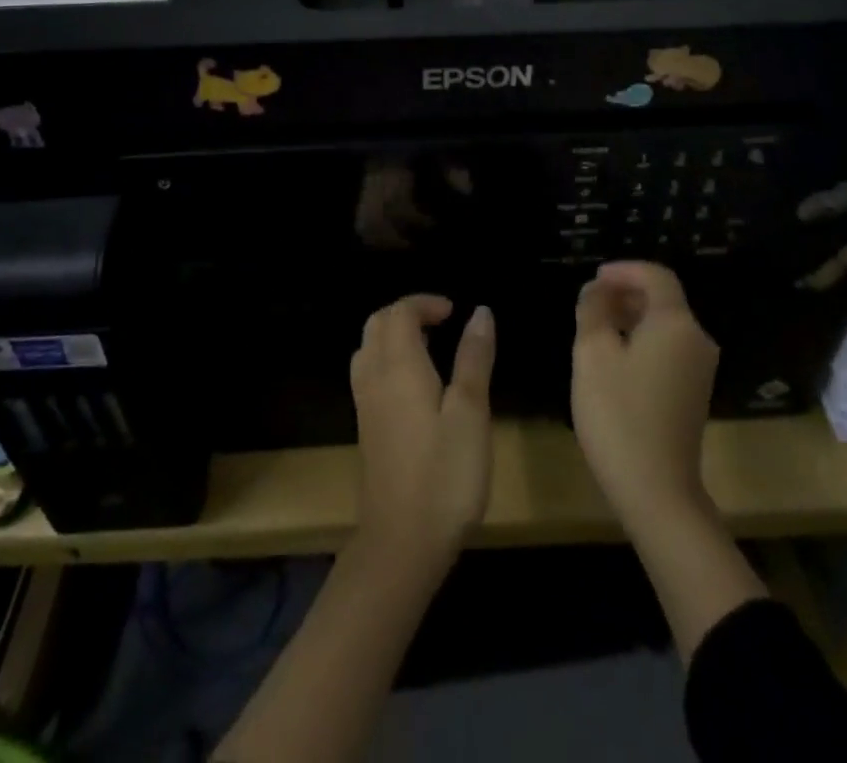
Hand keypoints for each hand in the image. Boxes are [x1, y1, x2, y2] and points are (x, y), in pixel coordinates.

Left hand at [350, 295, 495, 566]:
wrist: (402, 542)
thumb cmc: (445, 474)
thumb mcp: (471, 412)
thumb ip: (474, 359)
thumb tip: (481, 312)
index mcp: (399, 366)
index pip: (399, 312)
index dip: (425, 303)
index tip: (455, 311)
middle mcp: (374, 377)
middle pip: (377, 324)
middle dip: (407, 313)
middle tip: (442, 322)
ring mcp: (365, 404)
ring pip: (368, 348)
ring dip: (394, 335)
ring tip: (430, 346)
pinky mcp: (366, 428)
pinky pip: (368, 372)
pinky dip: (387, 358)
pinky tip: (414, 383)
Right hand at [571, 261, 720, 533]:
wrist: (657, 491)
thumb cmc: (619, 414)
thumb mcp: (592, 354)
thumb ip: (592, 311)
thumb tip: (597, 290)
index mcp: (676, 323)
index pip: (656, 276)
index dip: (624, 270)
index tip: (593, 278)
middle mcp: (696, 339)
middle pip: (663, 300)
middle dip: (625, 293)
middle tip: (589, 302)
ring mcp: (699, 369)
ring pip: (665, 326)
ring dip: (631, 318)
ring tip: (595, 328)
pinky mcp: (694, 393)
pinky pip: (668, 349)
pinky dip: (642, 341)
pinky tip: (614, 359)